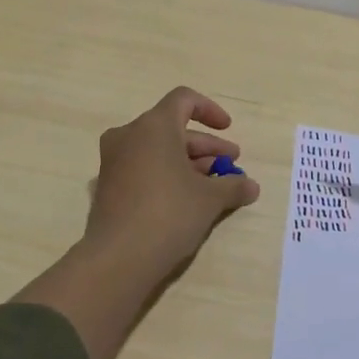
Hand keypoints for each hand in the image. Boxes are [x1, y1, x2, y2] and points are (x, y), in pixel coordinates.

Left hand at [85, 86, 260, 274]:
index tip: (228, 129)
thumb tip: (251, 186)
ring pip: (157, 149)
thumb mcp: (210, 198)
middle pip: (173, 128)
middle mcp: (129, 135)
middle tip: (230, 165)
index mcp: (154, 125)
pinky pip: (142, 167)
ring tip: (214, 186)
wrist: (118, 258)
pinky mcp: (107, 186)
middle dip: (205, 146)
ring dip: (188, 162)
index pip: (184, 99)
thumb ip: (233, 185)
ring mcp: (113, 161)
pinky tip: (186, 200)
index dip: (209, 110)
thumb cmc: (169, 213)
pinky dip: (165, 174)